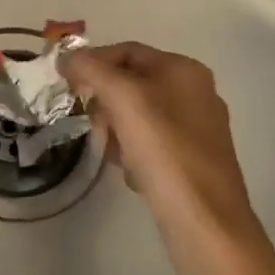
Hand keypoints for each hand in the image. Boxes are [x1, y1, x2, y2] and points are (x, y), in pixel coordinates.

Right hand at [63, 42, 274, 274]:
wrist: (207, 224)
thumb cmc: (165, 151)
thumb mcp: (123, 98)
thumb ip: (92, 69)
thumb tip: (67, 56)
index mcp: (184, 70)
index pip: (126, 51)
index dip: (92, 63)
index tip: (67, 85)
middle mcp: (194, 92)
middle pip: (130, 83)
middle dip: (105, 102)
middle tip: (95, 125)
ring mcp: (196, 128)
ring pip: (136, 115)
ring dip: (116, 130)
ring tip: (115, 154)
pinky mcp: (192, 160)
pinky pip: (150, 143)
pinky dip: (134, 153)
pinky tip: (134, 174)